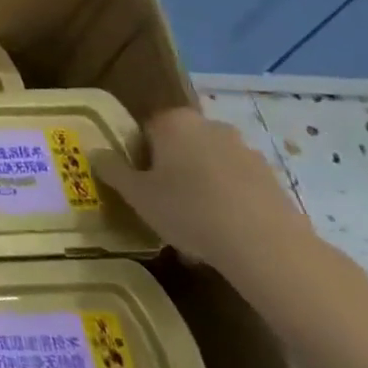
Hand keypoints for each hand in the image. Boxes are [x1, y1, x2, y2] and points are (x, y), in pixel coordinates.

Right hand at [92, 106, 317, 288]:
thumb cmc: (189, 210)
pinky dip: (227, 201)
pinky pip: (236, 185)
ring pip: (209, 166)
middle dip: (171, 171)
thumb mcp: (137, 195)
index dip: (138, 159)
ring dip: (200, 187)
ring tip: (194, 229)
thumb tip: (95, 152)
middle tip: (163, 207)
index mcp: (174, 121)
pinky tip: (223, 234)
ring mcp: (245, 150)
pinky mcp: (271, 177)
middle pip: (179, 146)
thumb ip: (112, 170)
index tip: (139, 187)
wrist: (265, 245)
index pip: (145, 130)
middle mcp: (210, 125)